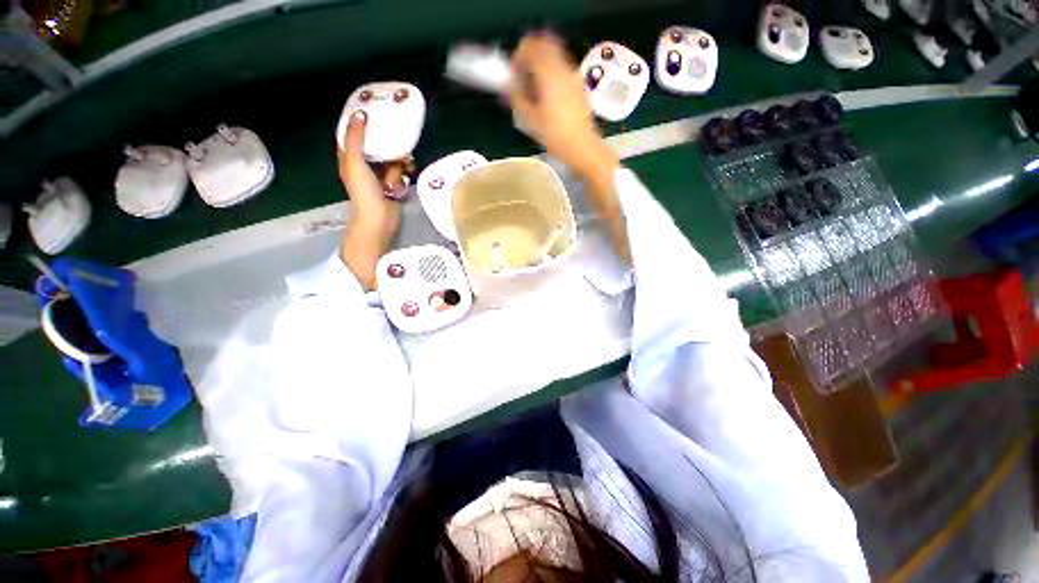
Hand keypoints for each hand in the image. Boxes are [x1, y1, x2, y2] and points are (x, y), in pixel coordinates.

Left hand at [338, 111, 410, 231]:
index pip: (352, 134)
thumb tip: (361, 114)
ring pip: (390, 157)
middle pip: (375, 144)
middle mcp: (364, 164)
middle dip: (387, 140)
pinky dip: (405, 169)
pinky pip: (400, 170)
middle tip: (397, 134)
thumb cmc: (364, 191)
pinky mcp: (393, 183)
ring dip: (400, 157)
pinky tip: (410, 169)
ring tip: (407, 159)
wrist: (380, 218)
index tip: (372, 109)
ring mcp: (380, 174)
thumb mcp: (355, 162)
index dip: (360, 122)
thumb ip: (356, 138)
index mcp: (350, 158)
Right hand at [509, 32, 617, 177]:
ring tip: (534, 88)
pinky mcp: (578, 85)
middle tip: (522, 77)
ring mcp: (573, 75)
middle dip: (529, 56)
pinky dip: (551, 72)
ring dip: (540, 64)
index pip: (530, 47)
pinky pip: (561, 68)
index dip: (518, 56)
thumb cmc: (554, 135)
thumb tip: (508, 84)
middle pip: (543, 44)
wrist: (581, 146)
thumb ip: (516, 96)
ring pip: (553, 55)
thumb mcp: (529, 119)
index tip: (513, 74)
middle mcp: (562, 67)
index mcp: (548, 72)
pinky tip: (547, 95)